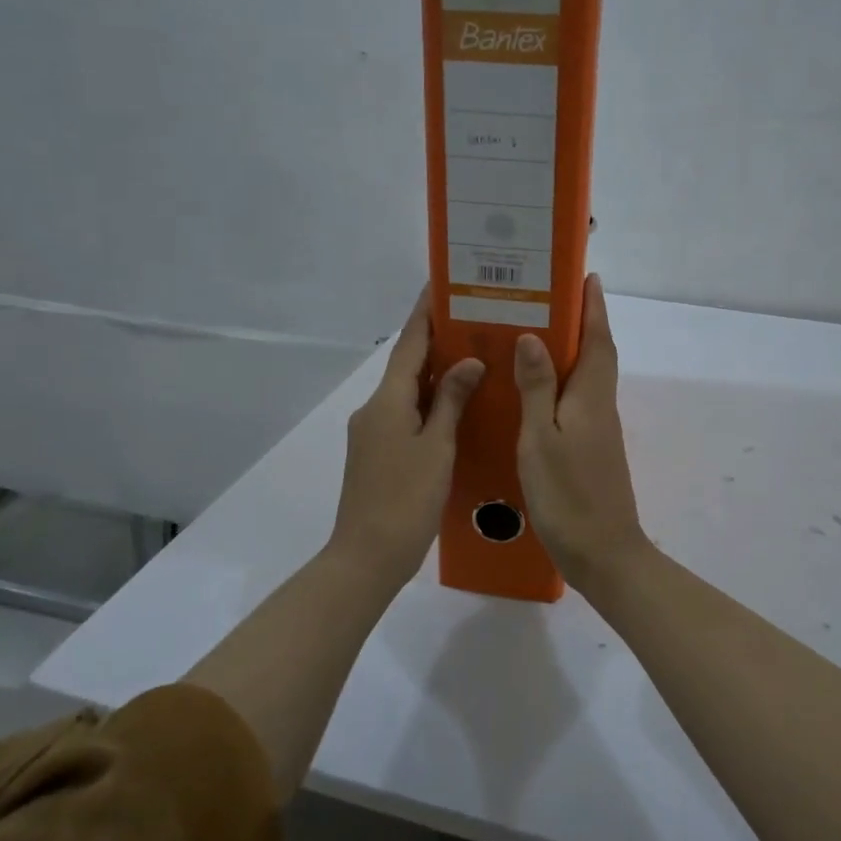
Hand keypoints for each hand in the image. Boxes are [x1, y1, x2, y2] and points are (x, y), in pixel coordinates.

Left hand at [327, 288, 484, 585]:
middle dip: (436, 340)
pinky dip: (430, 401)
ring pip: (408, 390)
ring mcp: (373, 432)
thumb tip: (469, 361)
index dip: (426, 313)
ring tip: (474, 356)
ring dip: (435, 372)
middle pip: (407, 364)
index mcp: (388, 401)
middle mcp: (375, 408)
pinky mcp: (377, 453)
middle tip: (474, 320)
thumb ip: (451, 401)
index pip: (409, 344)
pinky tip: (457, 406)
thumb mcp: (436, 448)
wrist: (367, 556)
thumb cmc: (406, 499)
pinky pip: (407, 413)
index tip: (442, 283)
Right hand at [514, 275, 650, 587]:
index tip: (587, 276)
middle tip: (551, 299)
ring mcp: (598, 431)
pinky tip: (535, 392)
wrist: (604, 554)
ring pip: (587, 378)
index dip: (593, 307)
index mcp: (590, 397)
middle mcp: (600, 407)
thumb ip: (537, 388)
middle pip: (596, 355)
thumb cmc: (568, 495)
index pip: (598, 339)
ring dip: (572, 352)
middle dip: (583, 323)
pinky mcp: (591, 451)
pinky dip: (562, 385)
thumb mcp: (541, 439)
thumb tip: (534, 336)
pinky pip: (577, 402)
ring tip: (536, 336)